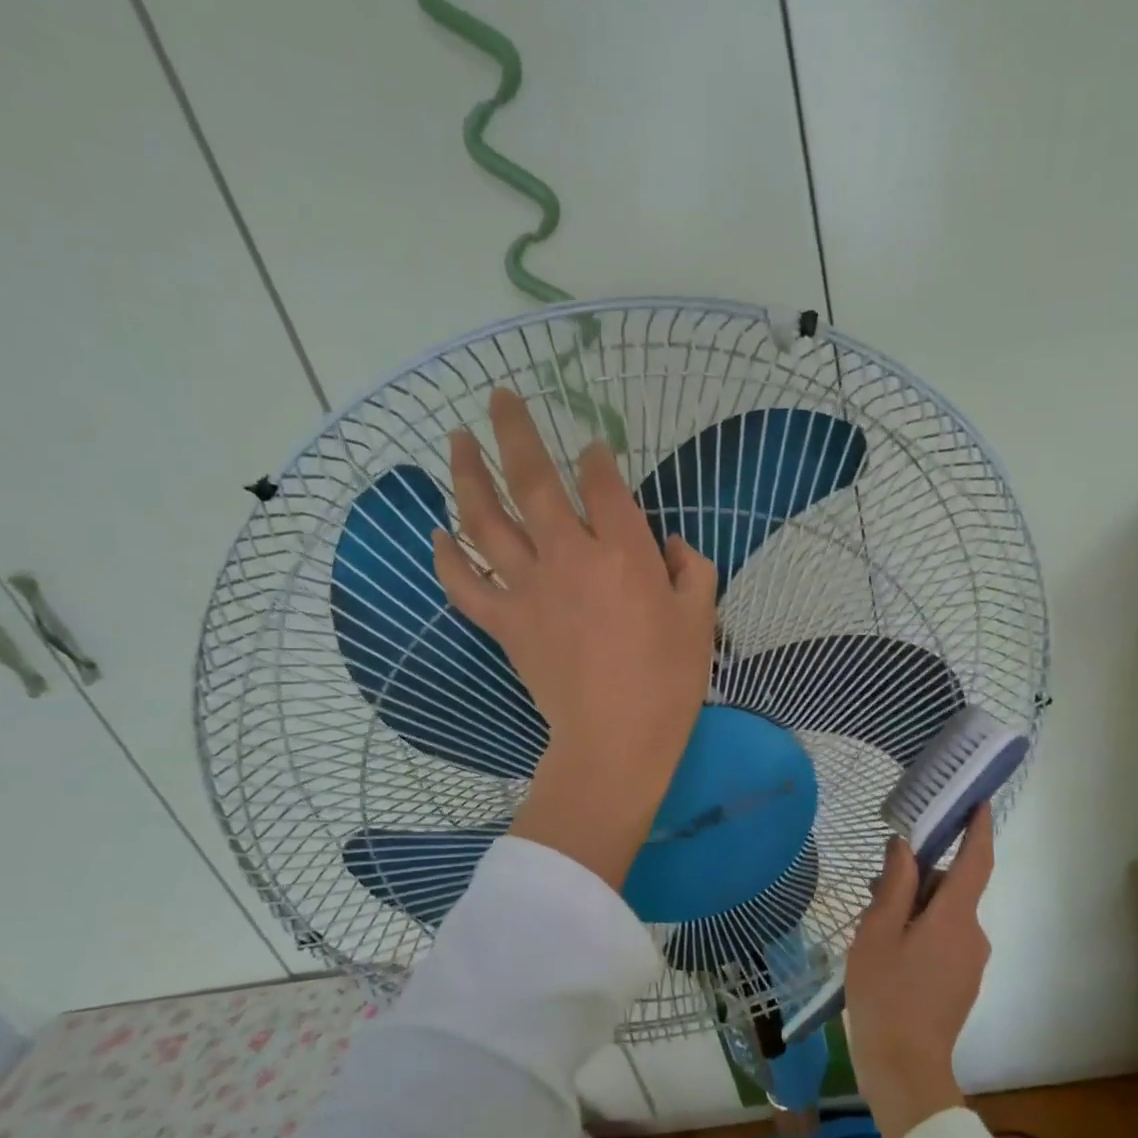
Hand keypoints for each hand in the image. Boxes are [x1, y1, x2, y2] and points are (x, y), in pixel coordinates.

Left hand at [433, 389, 718, 886]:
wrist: (615, 739)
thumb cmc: (668, 679)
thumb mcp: (700, 617)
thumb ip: (692, 567)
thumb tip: (672, 544)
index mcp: (624, 552)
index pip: (603, 483)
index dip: (596, 458)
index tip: (593, 449)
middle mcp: (569, 555)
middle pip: (533, 480)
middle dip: (514, 431)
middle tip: (498, 397)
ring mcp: (529, 587)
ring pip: (487, 519)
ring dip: (467, 475)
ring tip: (456, 441)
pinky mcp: (505, 621)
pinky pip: (465, 583)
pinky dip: (446, 557)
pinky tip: (436, 533)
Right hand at [845, 805, 995, 1137]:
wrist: (905, 1070)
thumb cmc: (885, 994)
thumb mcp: (877, 932)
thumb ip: (895, 885)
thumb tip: (906, 846)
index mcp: (954, 917)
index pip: (976, 859)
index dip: (979, 826)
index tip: (977, 799)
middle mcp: (973, 934)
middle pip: (953, 886)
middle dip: (920, 876)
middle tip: (876, 884)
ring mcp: (971, 960)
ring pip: (946, 913)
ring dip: (916, 906)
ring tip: (874, 923)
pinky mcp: (963, 980)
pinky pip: (946, 937)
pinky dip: (923, 929)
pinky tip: (890, 949)